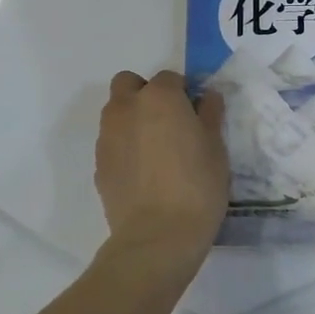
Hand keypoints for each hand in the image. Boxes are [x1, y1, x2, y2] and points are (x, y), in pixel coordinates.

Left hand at [96, 71, 228, 260]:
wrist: (157, 235)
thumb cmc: (197, 186)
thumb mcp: (216, 148)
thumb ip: (209, 115)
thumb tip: (206, 97)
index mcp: (159, 97)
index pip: (170, 78)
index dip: (183, 93)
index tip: (195, 114)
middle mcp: (126, 108)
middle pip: (129, 84)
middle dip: (146, 94)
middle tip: (168, 123)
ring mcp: (107, 136)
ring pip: (116, 113)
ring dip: (132, 119)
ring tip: (155, 151)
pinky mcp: (98, 164)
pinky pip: (111, 143)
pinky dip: (124, 148)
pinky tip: (143, 174)